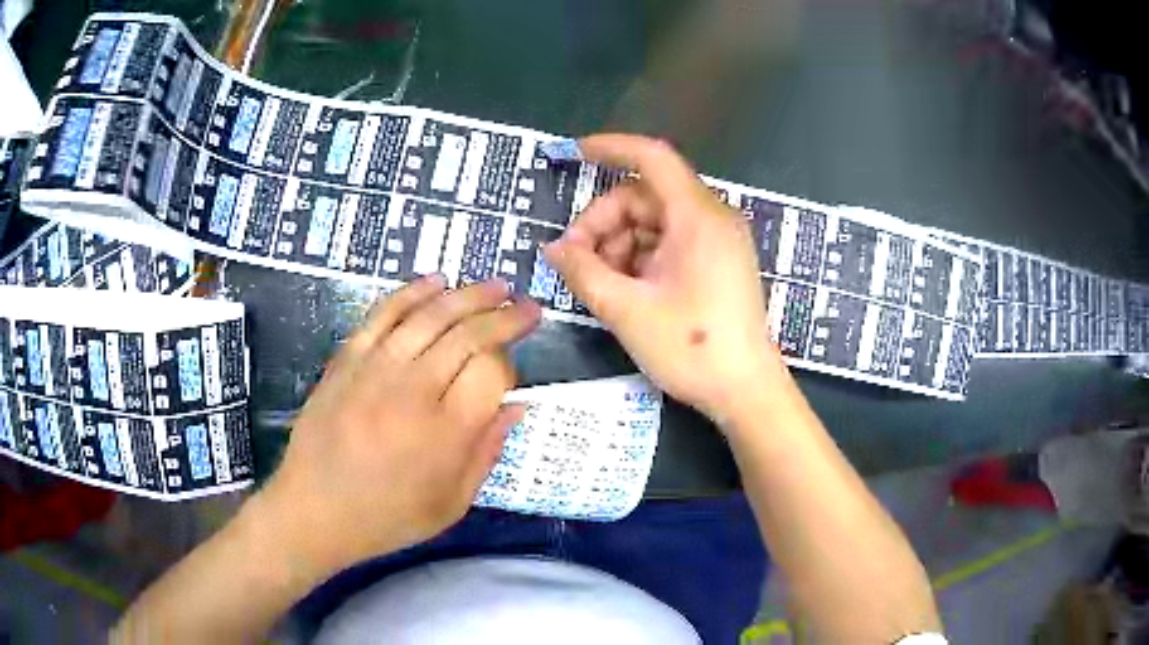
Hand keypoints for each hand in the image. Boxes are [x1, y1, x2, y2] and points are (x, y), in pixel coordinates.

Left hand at [258, 276, 540, 571]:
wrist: (315, 510)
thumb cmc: (388, 517)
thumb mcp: (452, 504)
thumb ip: (487, 452)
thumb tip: (515, 406)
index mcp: (446, 433)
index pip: (492, 372)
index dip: (510, 365)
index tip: (511, 374)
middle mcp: (414, 391)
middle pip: (468, 334)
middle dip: (505, 315)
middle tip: (528, 307)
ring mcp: (376, 369)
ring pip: (431, 315)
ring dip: (469, 295)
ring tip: (496, 285)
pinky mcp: (347, 359)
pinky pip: (383, 313)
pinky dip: (412, 292)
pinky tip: (437, 281)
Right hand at [545, 134, 785, 424]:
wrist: (745, 390)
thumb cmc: (692, 349)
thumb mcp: (626, 310)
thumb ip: (583, 271)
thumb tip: (552, 248)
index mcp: (697, 217)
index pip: (652, 158)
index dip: (610, 148)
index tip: (574, 154)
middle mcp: (712, 218)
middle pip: (645, 196)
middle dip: (604, 221)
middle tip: (576, 260)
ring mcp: (718, 240)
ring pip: (654, 221)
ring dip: (619, 243)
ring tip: (600, 283)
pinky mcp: (718, 260)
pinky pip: (670, 241)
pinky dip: (641, 256)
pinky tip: (625, 287)